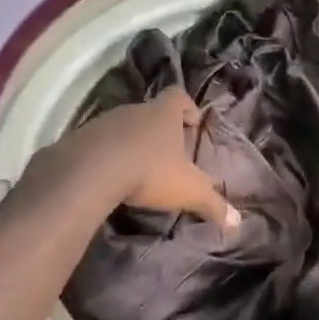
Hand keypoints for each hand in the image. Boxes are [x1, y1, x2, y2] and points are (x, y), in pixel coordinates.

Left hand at [48, 87, 238, 228]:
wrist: (89, 172)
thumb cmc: (149, 171)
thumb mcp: (187, 190)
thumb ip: (212, 204)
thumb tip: (238, 223)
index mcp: (163, 113)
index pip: (179, 96)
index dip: (187, 107)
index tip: (192, 123)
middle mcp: (135, 110)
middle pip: (151, 112)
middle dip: (160, 130)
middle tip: (168, 154)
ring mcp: (104, 121)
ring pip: (124, 126)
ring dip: (132, 142)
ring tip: (138, 168)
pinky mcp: (80, 138)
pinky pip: (99, 142)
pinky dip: (107, 155)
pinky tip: (109, 177)